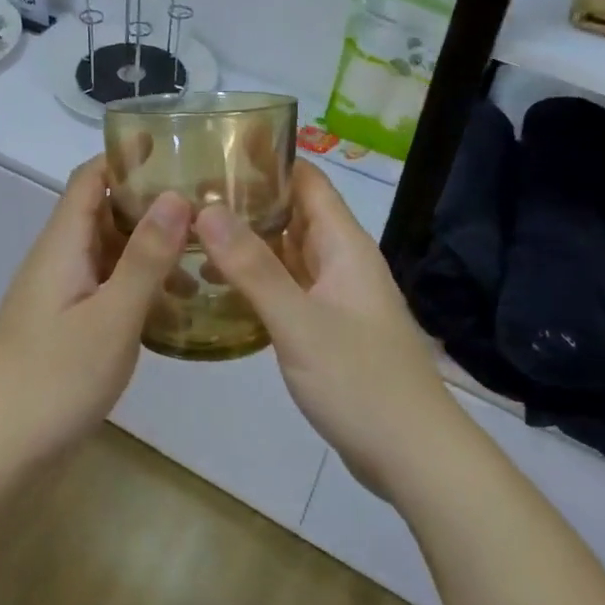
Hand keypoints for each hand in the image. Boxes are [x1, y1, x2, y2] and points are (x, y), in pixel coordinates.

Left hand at [0, 157, 189, 472]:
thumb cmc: (52, 380)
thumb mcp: (111, 317)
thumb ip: (145, 258)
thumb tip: (177, 195)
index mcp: (62, 243)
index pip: (91, 178)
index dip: (128, 156)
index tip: (178, 148)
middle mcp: (58, 259)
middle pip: (102, 211)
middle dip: (151, 202)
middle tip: (209, 204)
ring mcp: (59, 294)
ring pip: (108, 252)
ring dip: (149, 248)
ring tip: (205, 255)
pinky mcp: (63, 326)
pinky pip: (105, 287)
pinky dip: (138, 284)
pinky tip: (175, 305)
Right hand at [196, 161, 457, 499]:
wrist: (415, 457)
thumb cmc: (360, 381)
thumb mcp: (299, 322)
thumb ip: (252, 267)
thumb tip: (205, 209)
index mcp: (344, 246)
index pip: (307, 181)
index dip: (269, 159)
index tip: (218, 147)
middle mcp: (342, 261)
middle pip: (295, 213)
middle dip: (250, 198)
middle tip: (190, 189)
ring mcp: (337, 296)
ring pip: (290, 252)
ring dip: (251, 239)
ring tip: (195, 229)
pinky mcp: (330, 327)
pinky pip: (290, 286)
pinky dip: (259, 277)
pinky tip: (222, 283)